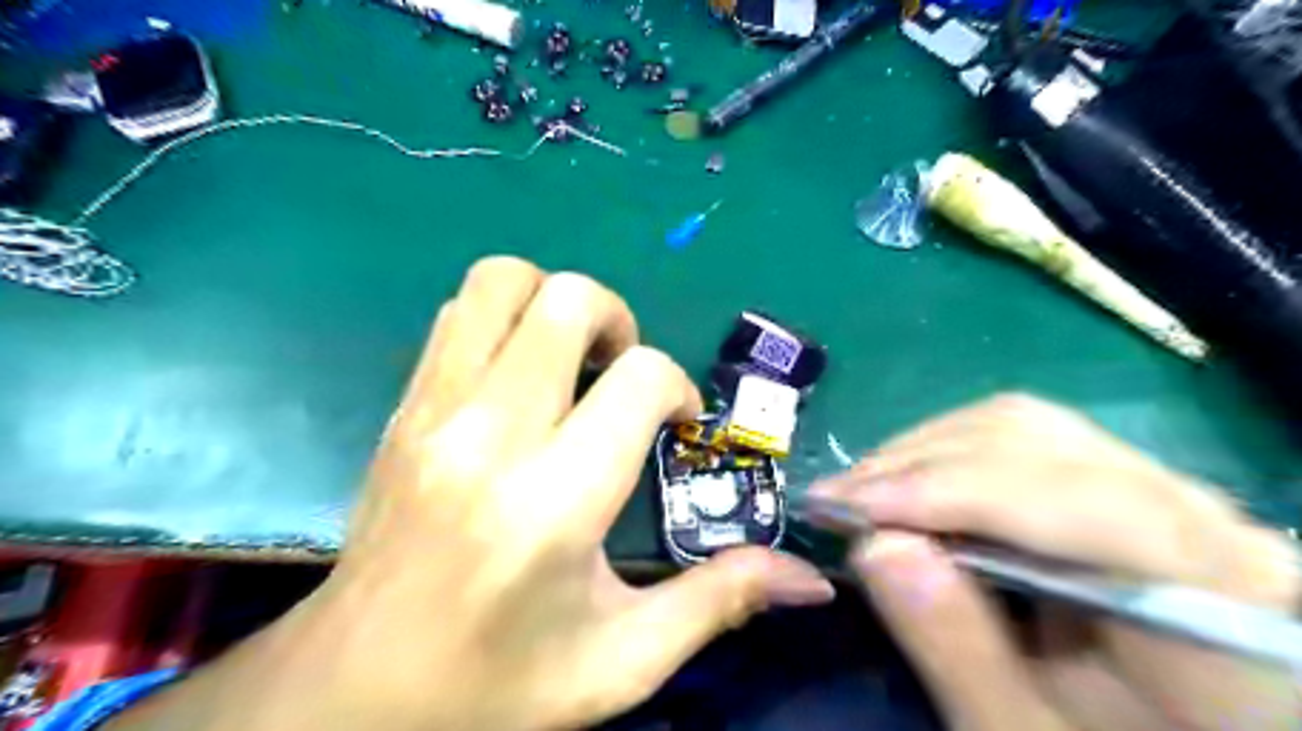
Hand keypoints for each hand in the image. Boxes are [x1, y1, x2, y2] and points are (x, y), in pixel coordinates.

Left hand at [115, 259, 831, 730]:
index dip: (677, 389)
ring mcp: (434, 411)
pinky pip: (459, 316)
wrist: (351, 695)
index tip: (675, 427)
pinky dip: (505, 321)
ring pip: (499, 282)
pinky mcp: (402, 409)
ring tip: (573, 364)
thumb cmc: (494, 686)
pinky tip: (522, 379)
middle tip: (623, 375)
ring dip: (554, 304)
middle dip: (618, 320)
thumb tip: (810, 579)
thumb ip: (720, 601)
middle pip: (567, 299)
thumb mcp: (622, 660)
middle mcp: (490, 435)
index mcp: (554, 500)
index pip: (640, 378)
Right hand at [811, 393, 1300, 730]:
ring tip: (861, 492)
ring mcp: (1159, 487)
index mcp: (1218, 595)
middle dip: (917, 464)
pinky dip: (946, 455)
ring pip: (1021, 427)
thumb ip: (960, 648)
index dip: (951, 491)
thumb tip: (875, 544)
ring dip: (924, 452)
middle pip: (1037, 442)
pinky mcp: (1118, 482)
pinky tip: (905, 486)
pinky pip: (1022, 440)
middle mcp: (1202, 515)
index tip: (849, 507)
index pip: (1079, 502)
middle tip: (835, 499)